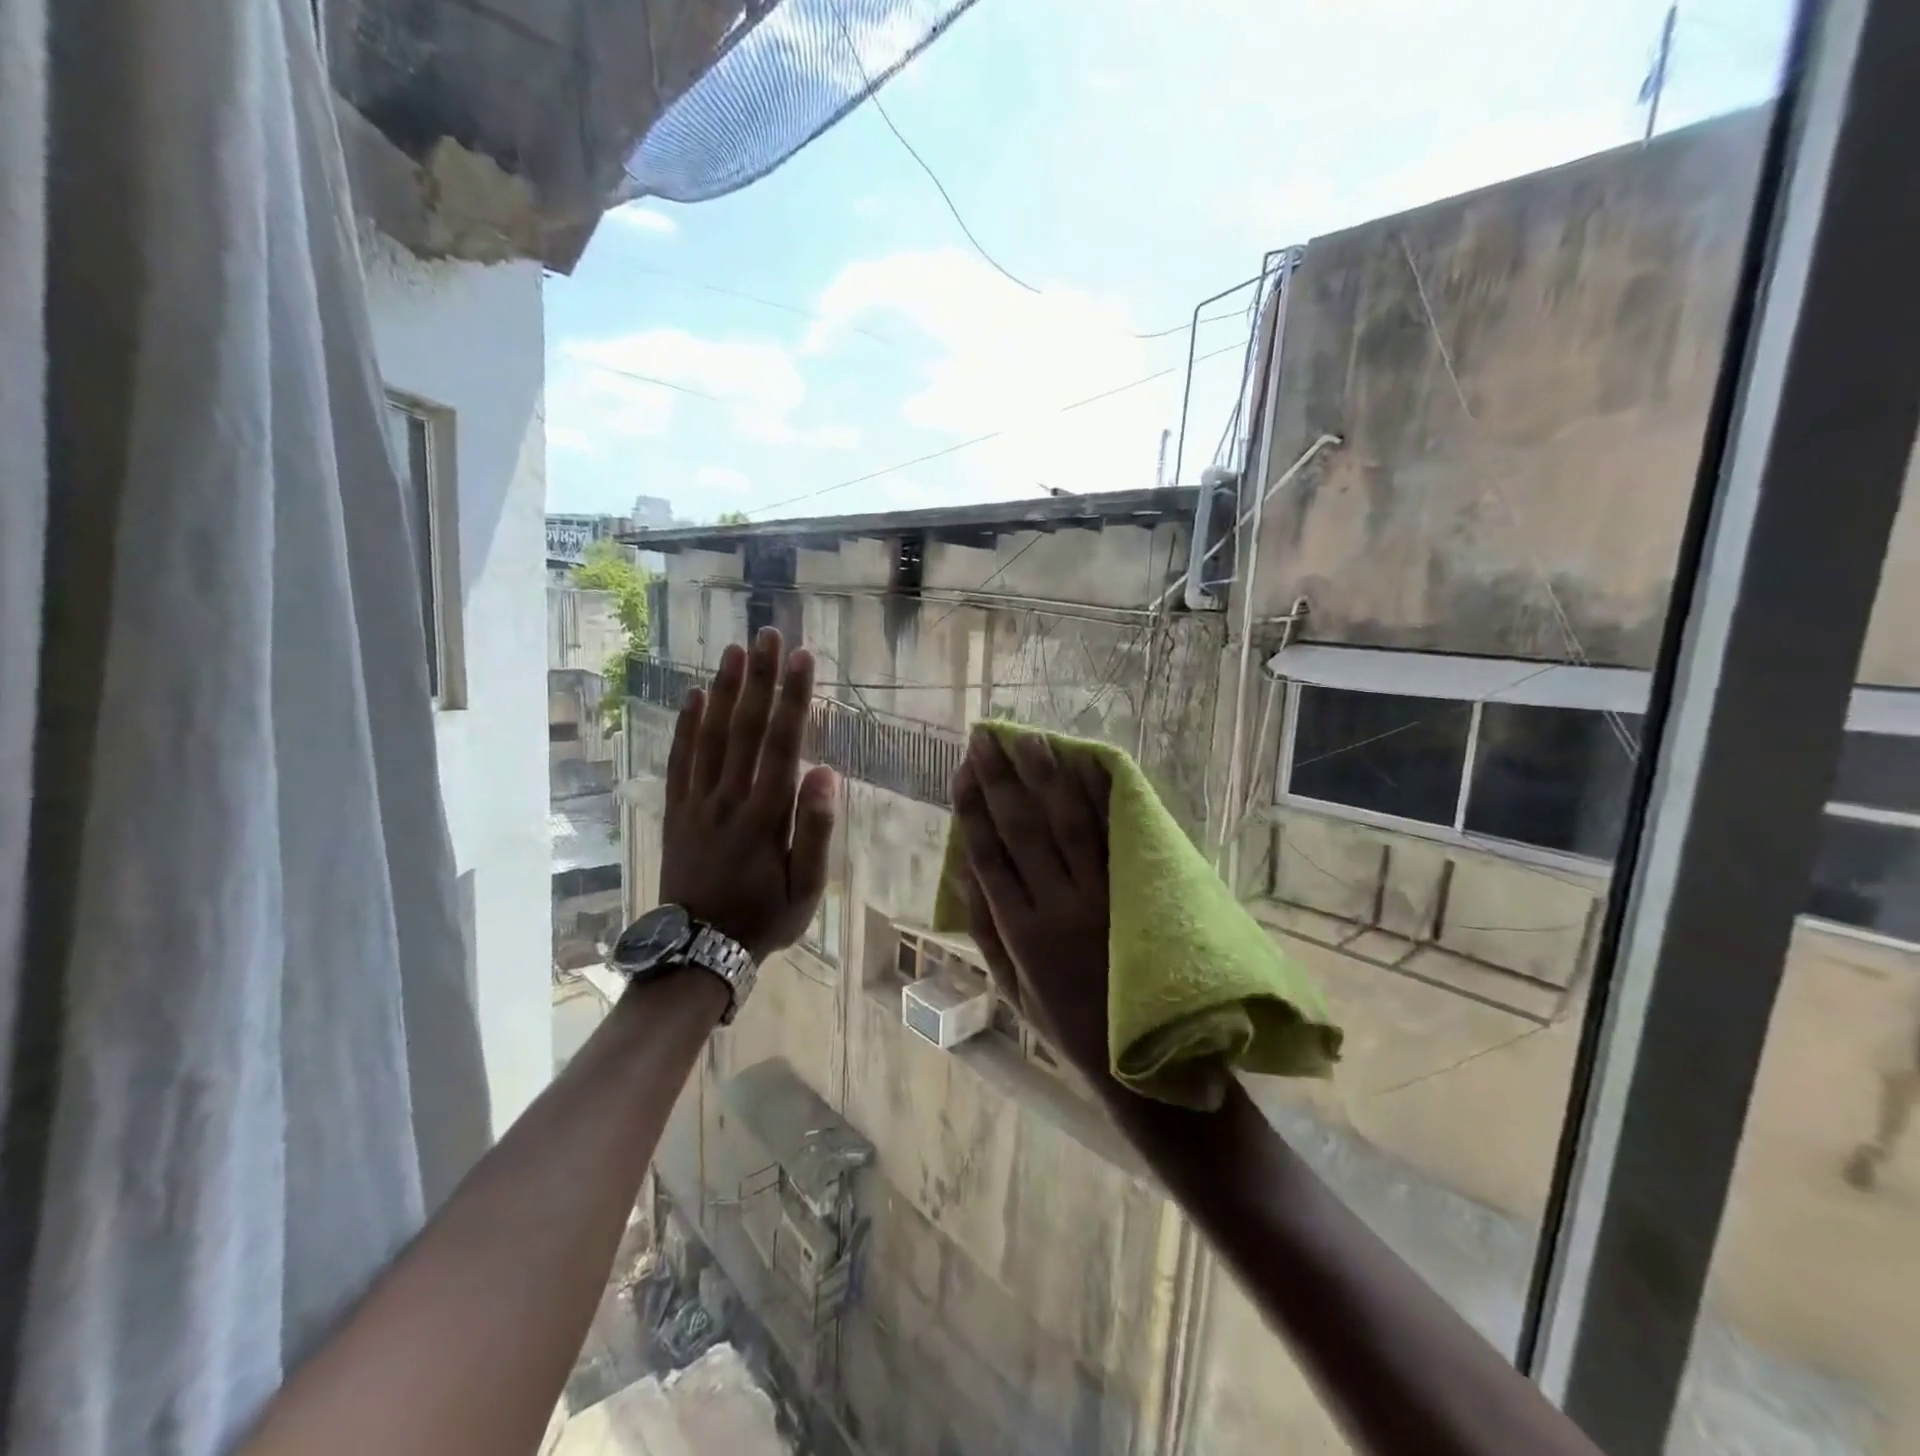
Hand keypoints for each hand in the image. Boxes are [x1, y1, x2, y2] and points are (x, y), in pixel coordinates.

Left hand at [661, 629, 836, 960]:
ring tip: (734, 650)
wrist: (697, 951)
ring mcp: (697, 802)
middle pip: (745, 728)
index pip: (782, 743)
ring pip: (710, 736)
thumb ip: (817, 831)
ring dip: (723, 690)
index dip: (793, 697)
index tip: (803, 657)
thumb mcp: (805, 889)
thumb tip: (827, 774)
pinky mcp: (676, 810)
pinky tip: (693, 696)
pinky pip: (679, 760)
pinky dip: (685, 725)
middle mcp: (729, 798)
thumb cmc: (763, 918)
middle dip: (760, 678)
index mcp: (766, 815)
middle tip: (768, 634)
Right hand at [951, 730, 1111, 1083]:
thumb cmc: (1062, 1020)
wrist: (1143, 1055)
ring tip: (1032, 739)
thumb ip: (983, 926)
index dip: (973, 807)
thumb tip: (962, 865)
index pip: (989, 853)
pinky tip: (1087, 767)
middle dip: (1003, 779)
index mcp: (1021, 930)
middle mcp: (1058, 904)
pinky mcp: (1134, 894)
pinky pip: (1115, 840)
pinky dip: (1101, 801)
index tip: (962, 769)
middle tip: (988, 738)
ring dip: (1049, 778)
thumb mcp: (1009, 985)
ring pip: (1070, 825)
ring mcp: (1101, 896)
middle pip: (1024, 829)